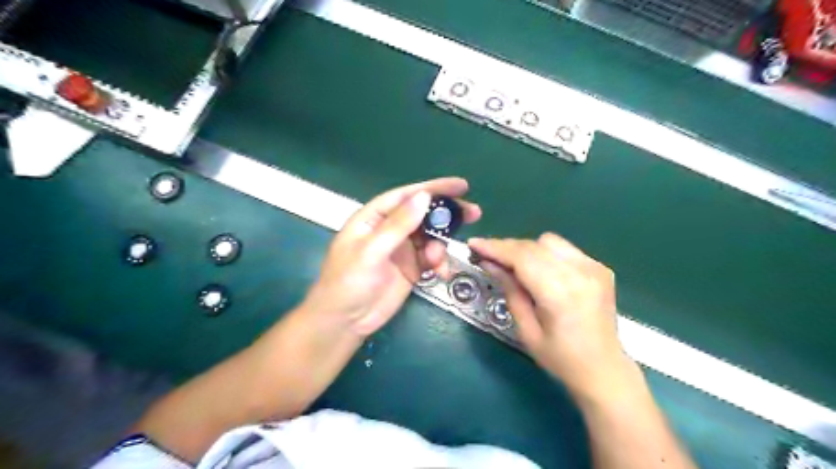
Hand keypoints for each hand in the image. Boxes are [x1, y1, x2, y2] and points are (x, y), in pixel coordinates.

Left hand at [304, 179, 479, 336]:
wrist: (345, 322)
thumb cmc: (348, 282)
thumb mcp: (371, 251)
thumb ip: (398, 225)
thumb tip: (424, 197)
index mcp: (374, 218)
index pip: (406, 196)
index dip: (433, 188)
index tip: (461, 186)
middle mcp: (390, 229)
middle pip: (423, 213)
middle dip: (446, 214)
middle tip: (474, 213)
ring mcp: (402, 250)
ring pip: (430, 237)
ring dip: (441, 244)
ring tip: (438, 260)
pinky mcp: (411, 268)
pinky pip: (432, 258)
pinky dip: (439, 263)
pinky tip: (440, 273)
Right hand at [470, 233, 634, 399]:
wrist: (604, 370)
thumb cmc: (560, 358)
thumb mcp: (527, 330)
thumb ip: (510, 291)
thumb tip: (490, 263)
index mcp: (560, 293)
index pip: (522, 257)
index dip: (495, 248)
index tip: (474, 244)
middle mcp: (580, 273)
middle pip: (534, 246)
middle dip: (507, 248)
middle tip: (488, 257)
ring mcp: (593, 268)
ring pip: (549, 241)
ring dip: (527, 249)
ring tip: (515, 266)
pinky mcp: (600, 268)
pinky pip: (564, 249)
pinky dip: (546, 254)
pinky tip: (541, 271)